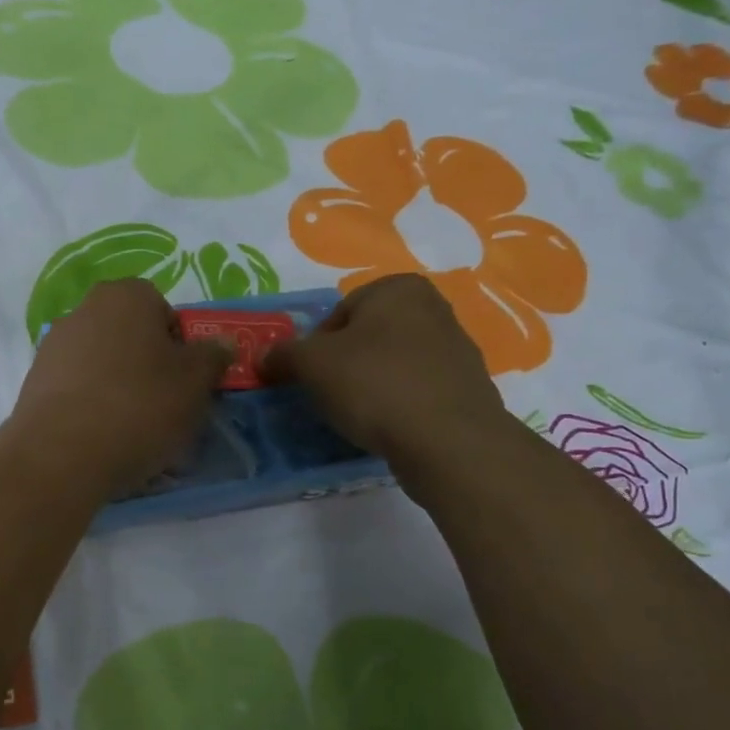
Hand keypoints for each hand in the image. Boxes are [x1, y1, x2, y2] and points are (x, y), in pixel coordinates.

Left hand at [13, 278, 229, 495]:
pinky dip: (92, 407)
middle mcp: (85, 308)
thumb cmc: (140, 406)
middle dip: (149, 367)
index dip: (180, 347)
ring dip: (120, 389)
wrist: (61, 454)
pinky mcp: (35, 381)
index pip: (165, 312)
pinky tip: (102, 439)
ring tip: (133, 432)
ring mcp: (54, 345)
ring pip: (104, 365)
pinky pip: (78, 389)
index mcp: (127, 296)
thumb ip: (213, 356)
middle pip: (132, 337)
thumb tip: (219, 344)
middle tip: (164, 407)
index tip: (185, 382)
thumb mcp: (196, 383)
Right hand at [259, 273, 510, 479]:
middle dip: (345, 364)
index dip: (316, 346)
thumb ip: (282, 355)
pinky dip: (399, 405)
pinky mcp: (468, 389)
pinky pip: (418, 392)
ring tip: (358, 416)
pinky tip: (389, 428)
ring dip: (372, 386)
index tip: (311, 377)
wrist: (448, 441)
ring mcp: (457, 349)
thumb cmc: (375, 384)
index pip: (338, 313)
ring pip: (393, 365)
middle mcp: (433, 308)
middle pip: (367, 337)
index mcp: (398, 288)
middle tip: (330, 396)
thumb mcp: (311, 364)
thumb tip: (261, 358)